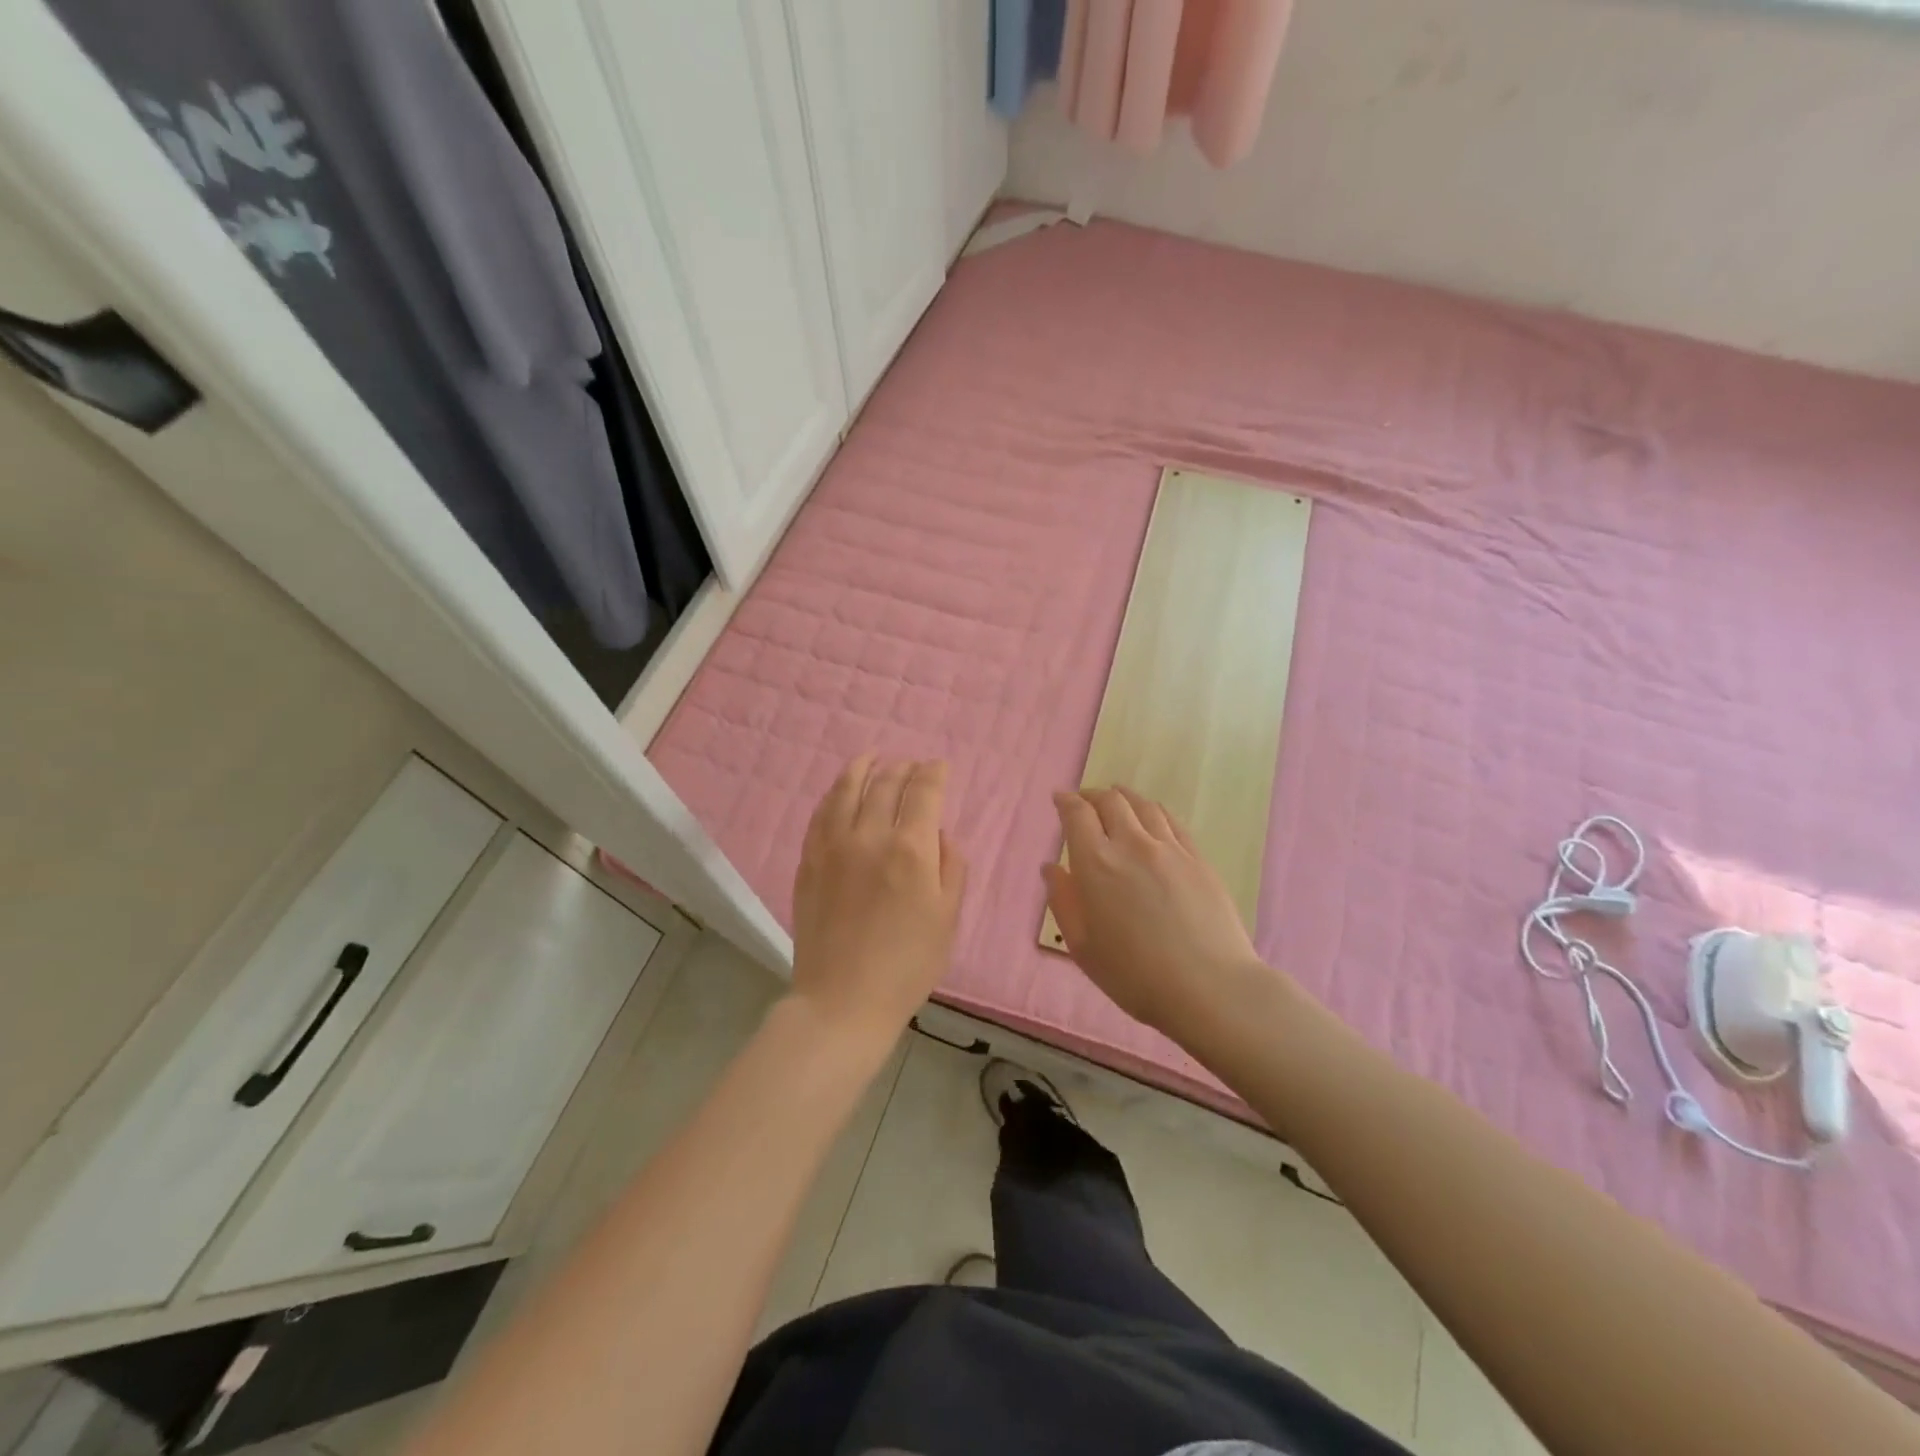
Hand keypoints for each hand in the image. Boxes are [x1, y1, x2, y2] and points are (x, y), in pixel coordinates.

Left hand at [790, 754, 967, 1051]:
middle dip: (903, 767)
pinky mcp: (809, 860)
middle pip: (886, 783)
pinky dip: (834, 793)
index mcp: (911, 849)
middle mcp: (869, 836)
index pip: (923, 791)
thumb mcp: (948, 918)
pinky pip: (821, 813)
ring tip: (872, 758)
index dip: (934, 773)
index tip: (939, 766)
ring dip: (863, 767)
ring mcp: (833, 846)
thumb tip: (939, 833)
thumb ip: (951, 866)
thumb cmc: (907, 965)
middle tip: (912, 765)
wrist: (843, 1000)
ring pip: (848, 789)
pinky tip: (840, 790)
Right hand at [1044, 786, 1276, 1049]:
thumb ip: (1063, 901)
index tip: (1059, 799)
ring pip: (1143, 805)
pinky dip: (1153, 810)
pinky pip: (1171, 820)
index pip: (1077, 814)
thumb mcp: (1083, 946)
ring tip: (1116, 799)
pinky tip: (1152, 816)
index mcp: (1096, 863)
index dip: (1066, 802)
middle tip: (1084, 801)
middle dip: (1092, 795)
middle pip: (1110, 801)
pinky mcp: (1197, 858)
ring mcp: (1169, 848)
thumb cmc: (1134, 975)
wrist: (1209, 987)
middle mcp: (1131, 843)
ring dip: (1123, 797)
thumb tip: (1051, 868)